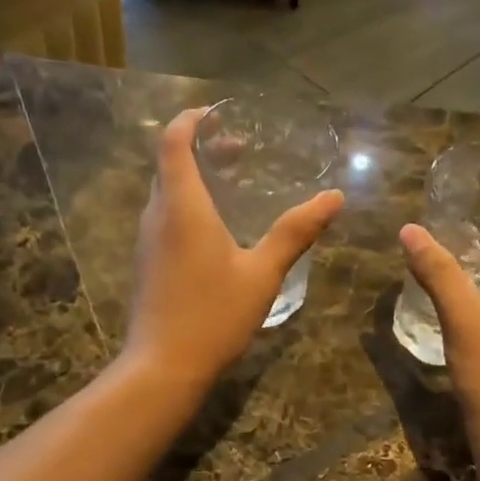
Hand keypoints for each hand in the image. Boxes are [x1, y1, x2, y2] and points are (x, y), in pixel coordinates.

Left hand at [125, 108, 344, 389]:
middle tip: (240, 151)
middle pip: (170, 165)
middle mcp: (156, 215)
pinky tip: (216, 232)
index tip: (219, 114)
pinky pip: (164, 219)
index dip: (192, 119)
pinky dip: (187, 207)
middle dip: (202, 149)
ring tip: (233, 187)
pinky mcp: (145, 264)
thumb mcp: (262, 273)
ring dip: (195, 180)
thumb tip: (334, 198)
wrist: (163, 366)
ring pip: (166, 194)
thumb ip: (295, 233)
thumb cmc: (214, 315)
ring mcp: (146, 242)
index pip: (174, 141)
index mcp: (182, 206)